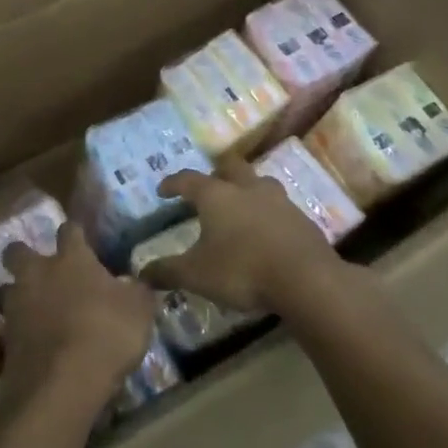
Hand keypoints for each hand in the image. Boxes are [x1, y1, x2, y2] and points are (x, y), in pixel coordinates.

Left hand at [0, 223, 157, 419]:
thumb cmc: (105, 334)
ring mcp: (17, 305)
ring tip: (35, 310)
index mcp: (71, 259)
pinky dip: (21, 331)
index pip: (70, 229)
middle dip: (25, 255)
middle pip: (18, 251)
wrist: (62, 384)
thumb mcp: (139, 311)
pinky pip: (10, 325)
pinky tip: (37, 343)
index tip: (82, 238)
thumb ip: (137, 291)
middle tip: (42, 271)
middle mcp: (38, 273)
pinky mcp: (6, 339)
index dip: (75, 232)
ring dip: (17, 295)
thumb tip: (137, 282)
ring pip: (6, 288)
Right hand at [143, 158, 344, 312]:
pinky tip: (266, 232)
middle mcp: (247, 189)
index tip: (163, 189)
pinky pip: (280, 208)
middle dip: (216, 173)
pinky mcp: (302, 219)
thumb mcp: (196, 275)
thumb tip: (140, 273)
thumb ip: (167, 271)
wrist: (307, 279)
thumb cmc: (242, 270)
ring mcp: (279, 201)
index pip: (188, 179)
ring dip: (247, 189)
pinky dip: (268, 214)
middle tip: (207, 188)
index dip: (173, 183)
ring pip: (259, 183)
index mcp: (216, 196)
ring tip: (240, 205)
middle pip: (230, 167)